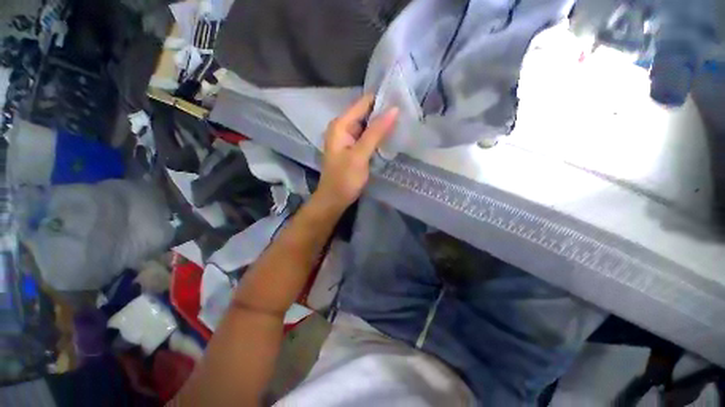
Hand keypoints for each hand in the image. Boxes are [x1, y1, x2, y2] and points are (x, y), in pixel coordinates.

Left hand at [316, 94, 398, 210]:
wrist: (334, 199)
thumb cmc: (344, 179)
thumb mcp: (360, 155)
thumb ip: (376, 132)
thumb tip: (394, 109)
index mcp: (341, 124)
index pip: (363, 103)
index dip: (382, 99)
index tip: (403, 97)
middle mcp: (343, 127)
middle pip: (366, 113)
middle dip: (384, 112)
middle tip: (407, 111)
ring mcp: (348, 138)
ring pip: (368, 125)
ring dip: (382, 125)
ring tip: (404, 121)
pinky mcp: (353, 148)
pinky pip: (367, 136)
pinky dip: (378, 136)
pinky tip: (392, 135)